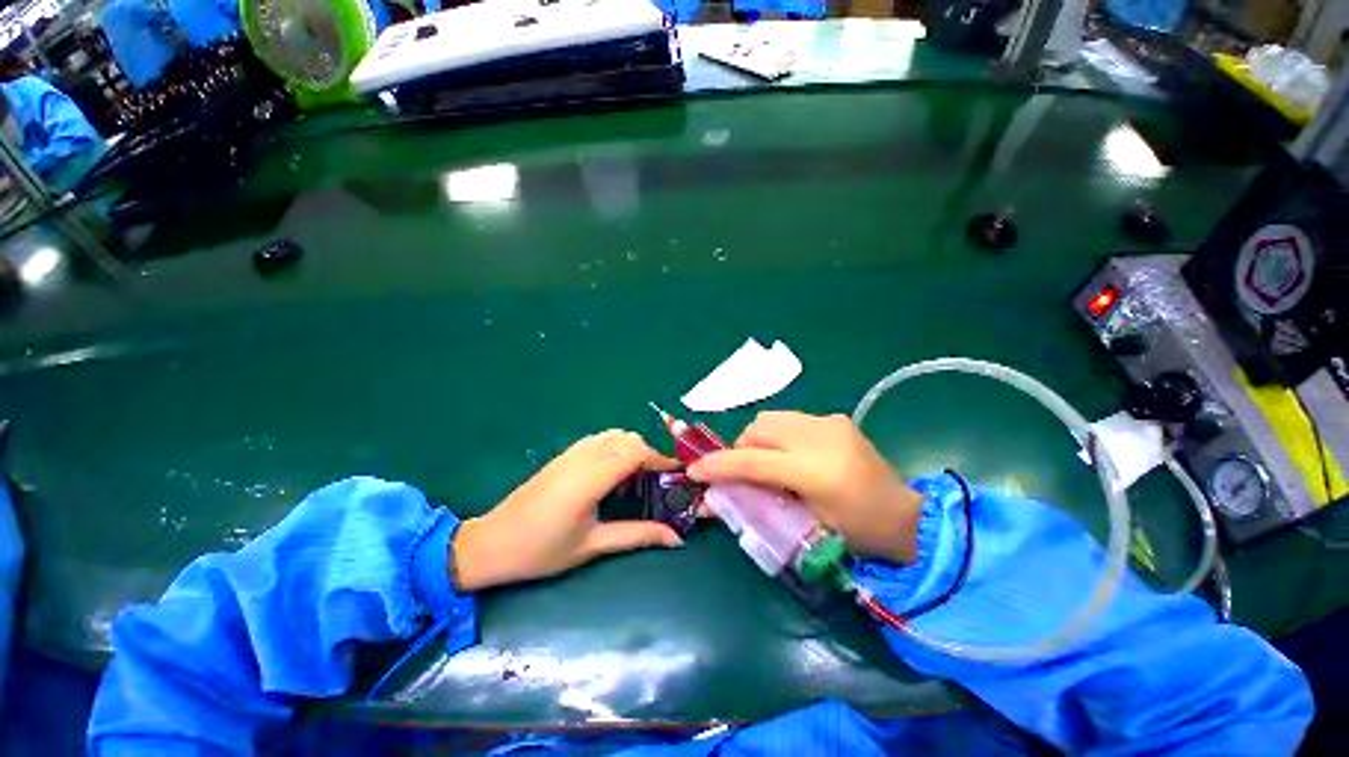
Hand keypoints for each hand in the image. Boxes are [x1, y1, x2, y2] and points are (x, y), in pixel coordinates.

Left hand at [453, 430, 682, 590]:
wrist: (490, 544)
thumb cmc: (542, 550)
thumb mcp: (593, 545)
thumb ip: (638, 536)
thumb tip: (676, 537)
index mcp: (592, 477)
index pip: (637, 453)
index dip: (661, 461)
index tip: (678, 476)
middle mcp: (583, 456)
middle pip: (628, 439)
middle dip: (650, 455)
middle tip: (658, 482)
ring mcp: (571, 452)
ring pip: (614, 435)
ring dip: (632, 449)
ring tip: (638, 477)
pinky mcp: (564, 454)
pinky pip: (599, 439)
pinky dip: (616, 447)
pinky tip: (613, 473)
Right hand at [687, 412, 921, 563]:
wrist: (905, 516)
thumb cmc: (857, 533)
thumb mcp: (805, 524)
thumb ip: (760, 503)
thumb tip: (717, 500)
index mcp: (816, 472)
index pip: (752, 460)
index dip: (718, 465)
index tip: (694, 471)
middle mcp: (820, 437)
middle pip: (758, 429)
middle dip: (740, 448)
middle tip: (742, 471)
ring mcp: (829, 422)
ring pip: (770, 418)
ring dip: (757, 438)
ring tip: (765, 461)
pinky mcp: (834, 418)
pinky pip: (789, 419)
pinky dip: (777, 434)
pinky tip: (789, 453)